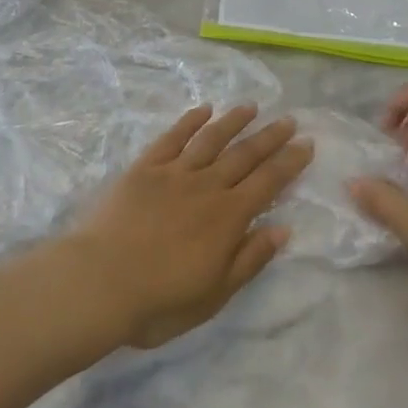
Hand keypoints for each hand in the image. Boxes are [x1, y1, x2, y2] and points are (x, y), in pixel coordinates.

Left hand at [71, 105, 313, 348]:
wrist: (101, 282)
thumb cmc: (160, 300)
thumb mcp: (215, 294)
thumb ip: (250, 259)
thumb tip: (284, 229)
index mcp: (228, 217)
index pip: (268, 182)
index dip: (290, 162)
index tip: (306, 144)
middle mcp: (207, 186)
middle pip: (245, 155)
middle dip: (270, 136)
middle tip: (289, 120)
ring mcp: (174, 173)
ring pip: (211, 139)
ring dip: (233, 121)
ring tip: (251, 107)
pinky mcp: (145, 168)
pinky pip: (172, 138)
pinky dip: (189, 122)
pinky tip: (202, 110)